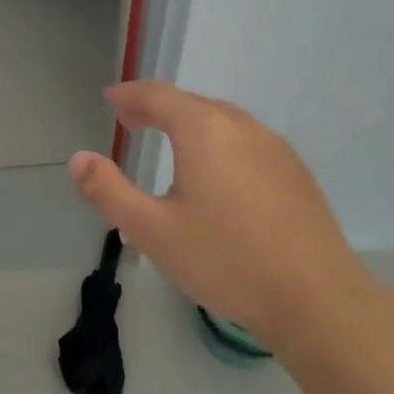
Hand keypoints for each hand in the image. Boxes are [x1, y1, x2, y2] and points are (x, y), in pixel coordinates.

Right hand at [68, 81, 364, 344]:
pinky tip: (217, 173)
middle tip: (132, 120)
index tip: (111, 100)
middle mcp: (242, 127)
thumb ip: (109, 191)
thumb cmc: (226, 260)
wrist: (316, 298)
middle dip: (157, 107)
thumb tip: (78, 159)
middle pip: (192, 103)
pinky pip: (246, 141)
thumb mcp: (152, 230)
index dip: (130, 95)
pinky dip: (219, 141)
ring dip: (190, 123)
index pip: (158, 95)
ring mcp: (275, 148)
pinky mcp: (295, 173)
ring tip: (170, 142)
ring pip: (223, 121)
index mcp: (204, 130)